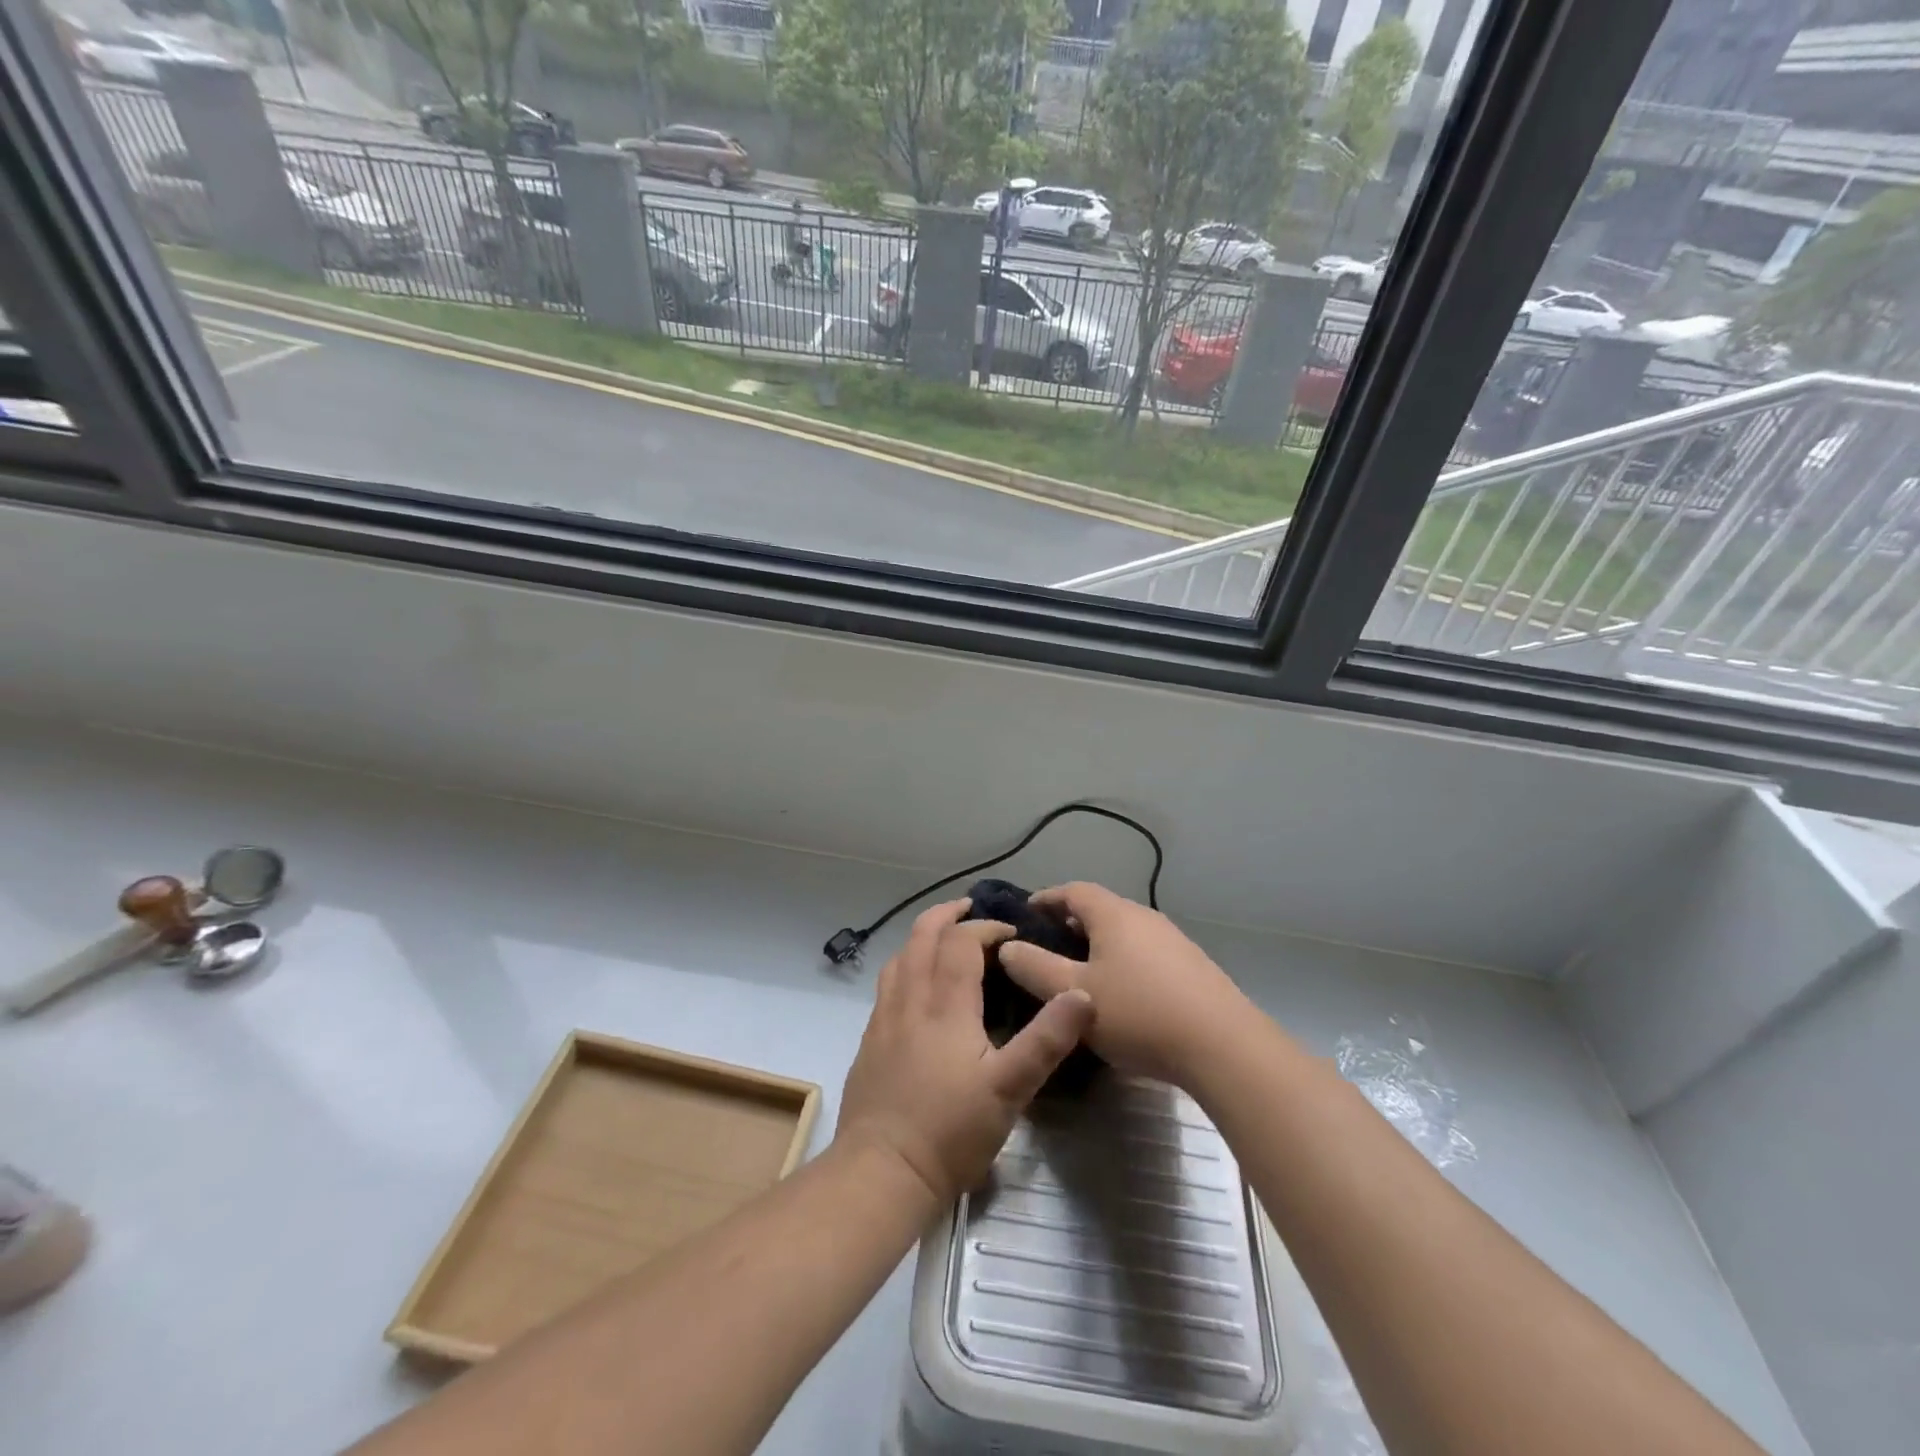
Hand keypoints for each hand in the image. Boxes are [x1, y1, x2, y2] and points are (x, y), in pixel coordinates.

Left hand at [834, 901, 1094, 1205]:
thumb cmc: (950, 1131)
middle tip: (969, 908)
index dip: (986, 927)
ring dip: (922, 936)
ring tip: (943, 936)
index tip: (1011, 933)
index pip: (961, 942)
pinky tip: (916, 986)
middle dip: (946, 915)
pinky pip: (887, 983)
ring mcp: (884, 1019)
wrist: (881, 1172)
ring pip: (900, 957)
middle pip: (922, 937)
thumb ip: (1046, 1040)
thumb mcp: (1010, 1090)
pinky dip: (906, 964)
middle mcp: (910, 1000)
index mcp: (945, 1005)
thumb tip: (1081, 994)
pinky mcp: (871, 1040)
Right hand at [997, 882, 1251, 1087]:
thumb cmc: (1139, 1013)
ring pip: (1124, 931)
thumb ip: (1035, 968)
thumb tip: (1007, 947)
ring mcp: (1173, 940)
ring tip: (1079, 971)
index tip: (1026, 914)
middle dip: (1070, 923)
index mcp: (1114, 915)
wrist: (1223, 1046)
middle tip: (1046, 947)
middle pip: (1100, 908)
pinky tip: (1121, 993)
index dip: (1046, 898)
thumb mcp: (1074, 995)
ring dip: (1098, 943)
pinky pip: (1145, 951)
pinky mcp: (1192, 966)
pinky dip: (1123, 959)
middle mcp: (1144, 917)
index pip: (1073, 890)